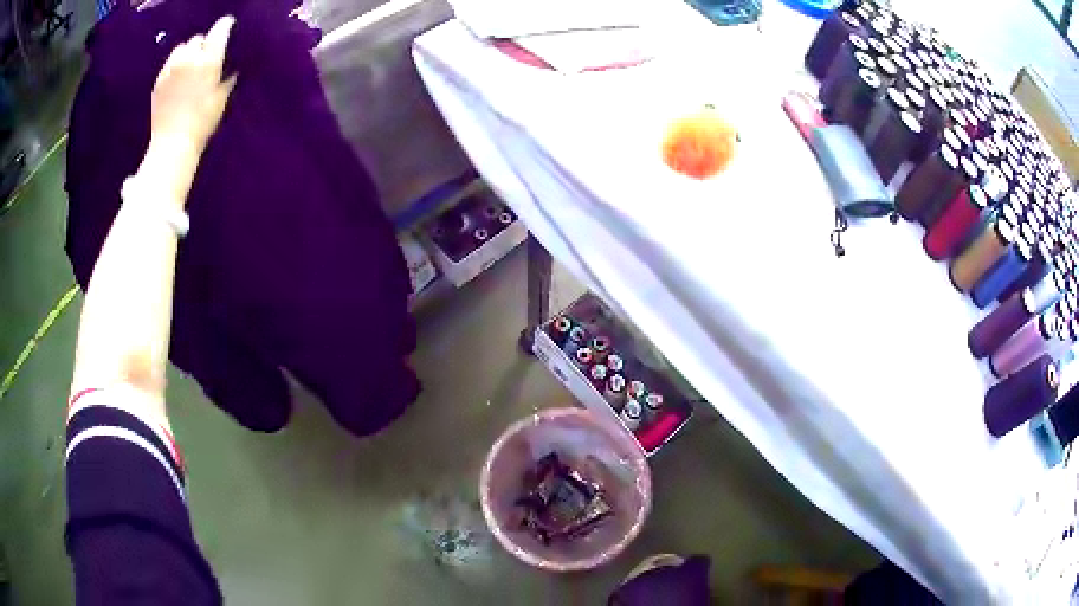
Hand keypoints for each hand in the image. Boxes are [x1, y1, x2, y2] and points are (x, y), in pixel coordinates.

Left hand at [150, 16, 237, 154]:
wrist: (173, 145)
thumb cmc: (202, 124)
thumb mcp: (221, 99)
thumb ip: (227, 79)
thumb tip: (231, 70)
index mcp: (209, 60)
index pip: (220, 30)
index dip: (225, 25)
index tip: (228, 26)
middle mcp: (189, 58)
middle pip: (198, 39)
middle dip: (204, 45)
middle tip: (206, 57)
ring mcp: (171, 69)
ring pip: (182, 48)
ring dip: (188, 53)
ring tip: (190, 65)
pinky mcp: (159, 80)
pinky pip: (169, 63)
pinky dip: (175, 65)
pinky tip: (178, 78)